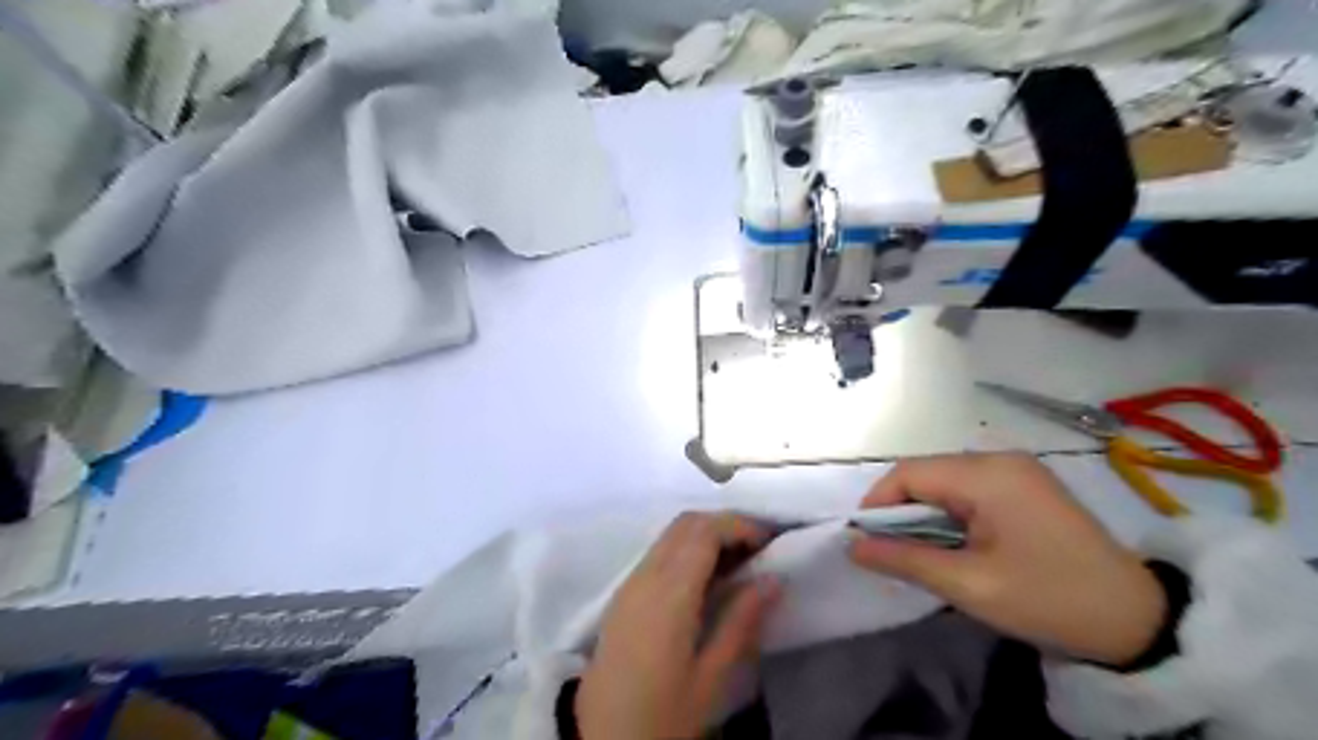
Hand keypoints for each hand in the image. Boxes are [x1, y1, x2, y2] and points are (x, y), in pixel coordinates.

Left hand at [577, 515, 779, 738]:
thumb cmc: (662, 715)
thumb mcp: (711, 678)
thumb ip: (742, 621)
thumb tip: (773, 578)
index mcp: (669, 593)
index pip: (704, 531)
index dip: (739, 525)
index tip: (771, 540)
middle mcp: (646, 575)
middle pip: (686, 523)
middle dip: (725, 524)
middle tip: (759, 548)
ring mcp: (630, 582)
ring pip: (671, 534)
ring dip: (706, 534)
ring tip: (740, 562)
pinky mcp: (623, 594)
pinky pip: (660, 551)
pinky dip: (688, 548)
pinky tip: (708, 577)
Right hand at [845, 452, 1161, 664]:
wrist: (1137, 619)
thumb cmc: (1049, 599)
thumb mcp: (969, 584)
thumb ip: (904, 560)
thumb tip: (852, 546)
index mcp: (988, 475)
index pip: (909, 473)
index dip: (878, 502)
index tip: (864, 540)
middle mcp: (1000, 459)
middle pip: (927, 473)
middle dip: (901, 510)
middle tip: (891, 551)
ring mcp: (1017, 469)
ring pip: (946, 480)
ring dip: (925, 512)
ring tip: (921, 551)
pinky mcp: (1027, 484)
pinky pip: (970, 488)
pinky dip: (950, 512)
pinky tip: (955, 542)